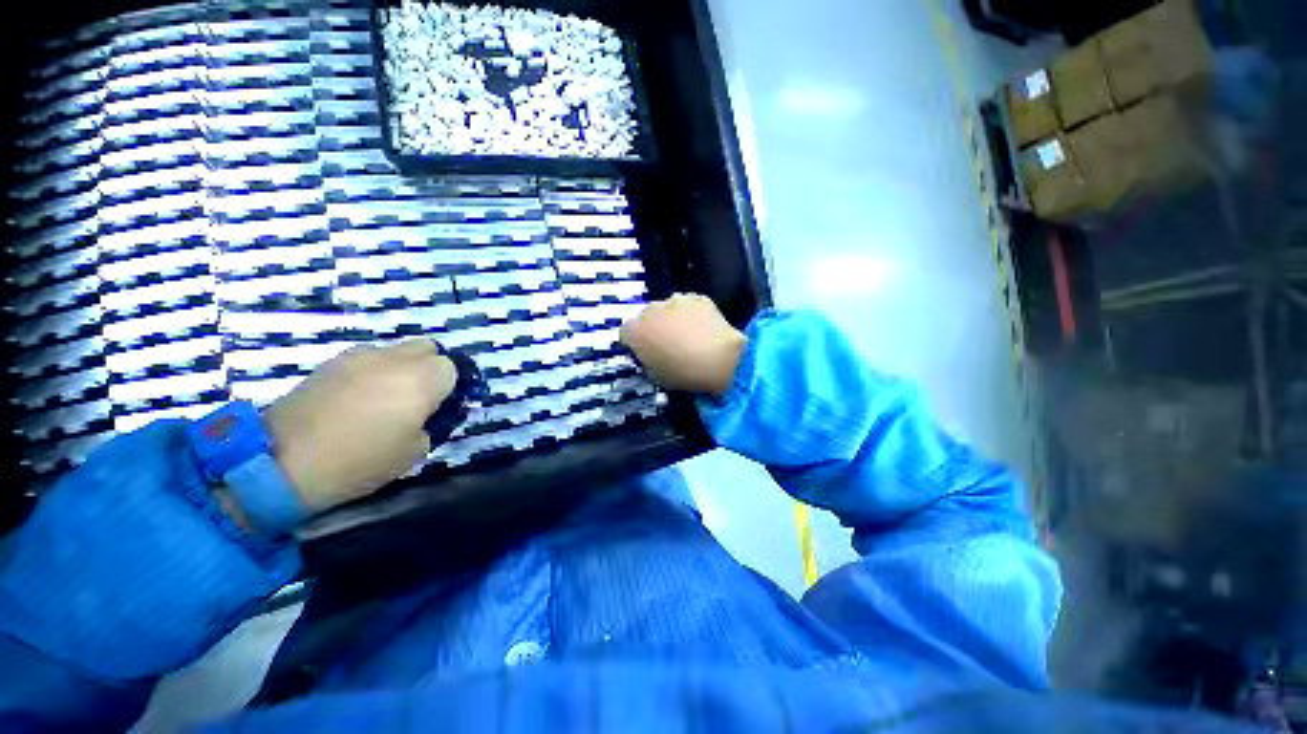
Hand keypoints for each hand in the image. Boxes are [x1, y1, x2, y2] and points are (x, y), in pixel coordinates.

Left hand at [263, 340, 456, 512]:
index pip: (452, 368)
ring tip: (384, 398)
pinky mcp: (331, 362)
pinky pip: (366, 359)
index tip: (441, 406)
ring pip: (396, 351)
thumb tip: (428, 413)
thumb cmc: (360, 460)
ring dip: (401, 368)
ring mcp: (359, 356)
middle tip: (419, 398)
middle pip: (427, 349)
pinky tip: (356, 398)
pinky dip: (372, 372)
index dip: (450, 386)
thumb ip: (432, 423)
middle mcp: (395, 359)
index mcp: (422, 379)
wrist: (282, 461)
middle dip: (430, 368)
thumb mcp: (415, 450)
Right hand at [620, 294, 746, 396]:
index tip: (644, 353)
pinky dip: (692, 315)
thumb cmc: (683, 374)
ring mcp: (675, 300)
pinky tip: (703, 329)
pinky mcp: (697, 298)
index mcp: (635, 331)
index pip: (626, 333)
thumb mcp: (656, 377)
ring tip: (688, 337)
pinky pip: (689, 306)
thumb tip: (650, 356)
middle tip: (667, 345)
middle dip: (653, 328)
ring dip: (672, 319)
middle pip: (646, 317)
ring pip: (668, 309)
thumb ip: (647, 361)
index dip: (635, 344)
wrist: (719, 359)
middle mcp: (650, 310)